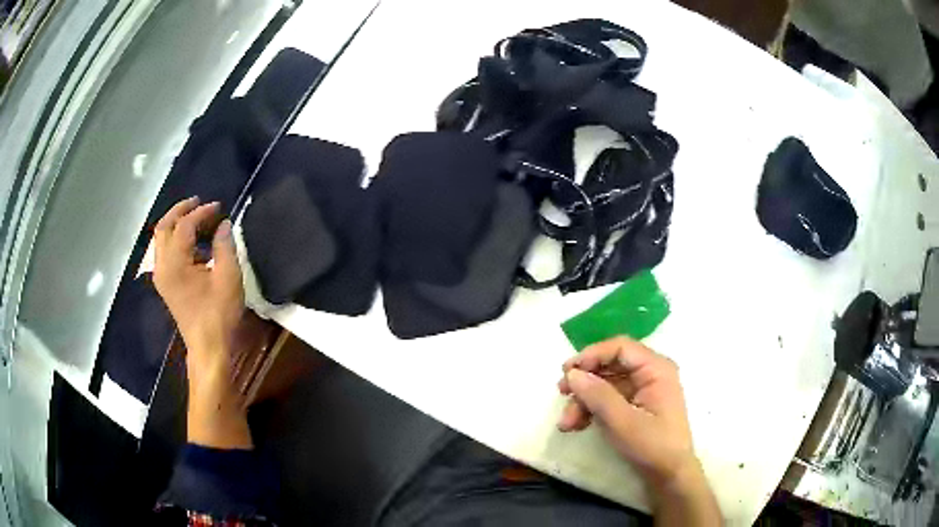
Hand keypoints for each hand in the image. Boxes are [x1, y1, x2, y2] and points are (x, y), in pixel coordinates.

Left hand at [153, 197, 242, 380]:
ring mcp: (161, 276)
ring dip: (177, 224)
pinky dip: (176, 239)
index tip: (219, 207)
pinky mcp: (165, 284)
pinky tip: (193, 242)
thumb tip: (223, 224)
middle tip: (199, 202)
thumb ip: (225, 246)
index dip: (202, 212)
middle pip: (164, 227)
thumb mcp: (228, 278)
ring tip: (197, 219)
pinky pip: (165, 251)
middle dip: (180, 210)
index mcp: (175, 263)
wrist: (208, 347)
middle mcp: (162, 266)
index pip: (184, 225)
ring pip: (161, 239)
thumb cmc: (219, 314)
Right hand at [557, 338, 716, 518]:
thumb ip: (598, 395)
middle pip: (610, 365)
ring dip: (584, 400)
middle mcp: (650, 373)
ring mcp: (643, 390)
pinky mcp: (635, 406)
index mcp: (656, 369)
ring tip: (566, 423)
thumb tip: (573, 374)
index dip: (592, 355)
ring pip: (606, 384)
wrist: (668, 475)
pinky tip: (576, 426)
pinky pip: (609, 399)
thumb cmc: (652, 446)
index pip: (620, 348)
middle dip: (585, 381)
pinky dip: (591, 410)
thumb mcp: (623, 422)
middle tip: (561, 393)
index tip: (567, 372)